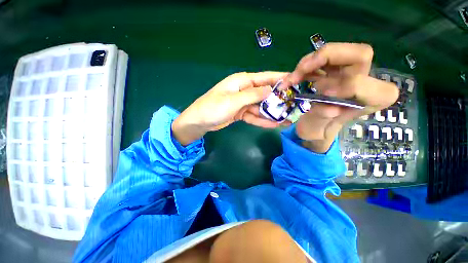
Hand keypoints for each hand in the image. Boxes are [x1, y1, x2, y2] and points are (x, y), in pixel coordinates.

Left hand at [172, 72, 287, 145]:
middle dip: (278, 100)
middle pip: (265, 94)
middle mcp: (244, 90)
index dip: (280, 79)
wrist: (199, 122)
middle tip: (294, 106)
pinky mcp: (241, 113)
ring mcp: (243, 103)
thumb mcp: (233, 101)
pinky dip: (262, 120)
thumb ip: (252, 95)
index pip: (265, 77)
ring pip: (261, 107)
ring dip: (272, 113)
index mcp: (242, 81)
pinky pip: (254, 116)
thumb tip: (271, 89)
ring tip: (287, 119)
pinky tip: (274, 125)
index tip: (296, 82)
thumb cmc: (213, 108)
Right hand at [280, 43, 398, 152]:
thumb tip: (330, 108)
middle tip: (301, 72)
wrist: (314, 125)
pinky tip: (294, 77)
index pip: (367, 85)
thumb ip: (321, 120)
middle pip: (359, 54)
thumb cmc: (318, 131)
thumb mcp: (316, 132)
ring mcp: (347, 73)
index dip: (347, 85)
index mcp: (367, 102)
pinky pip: (322, 57)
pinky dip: (305, 64)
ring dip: (310, 62)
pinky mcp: (333, 70)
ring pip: (338, 51)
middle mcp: (363, 83)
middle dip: (326, 58)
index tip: (321, 94)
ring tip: (292, 79)